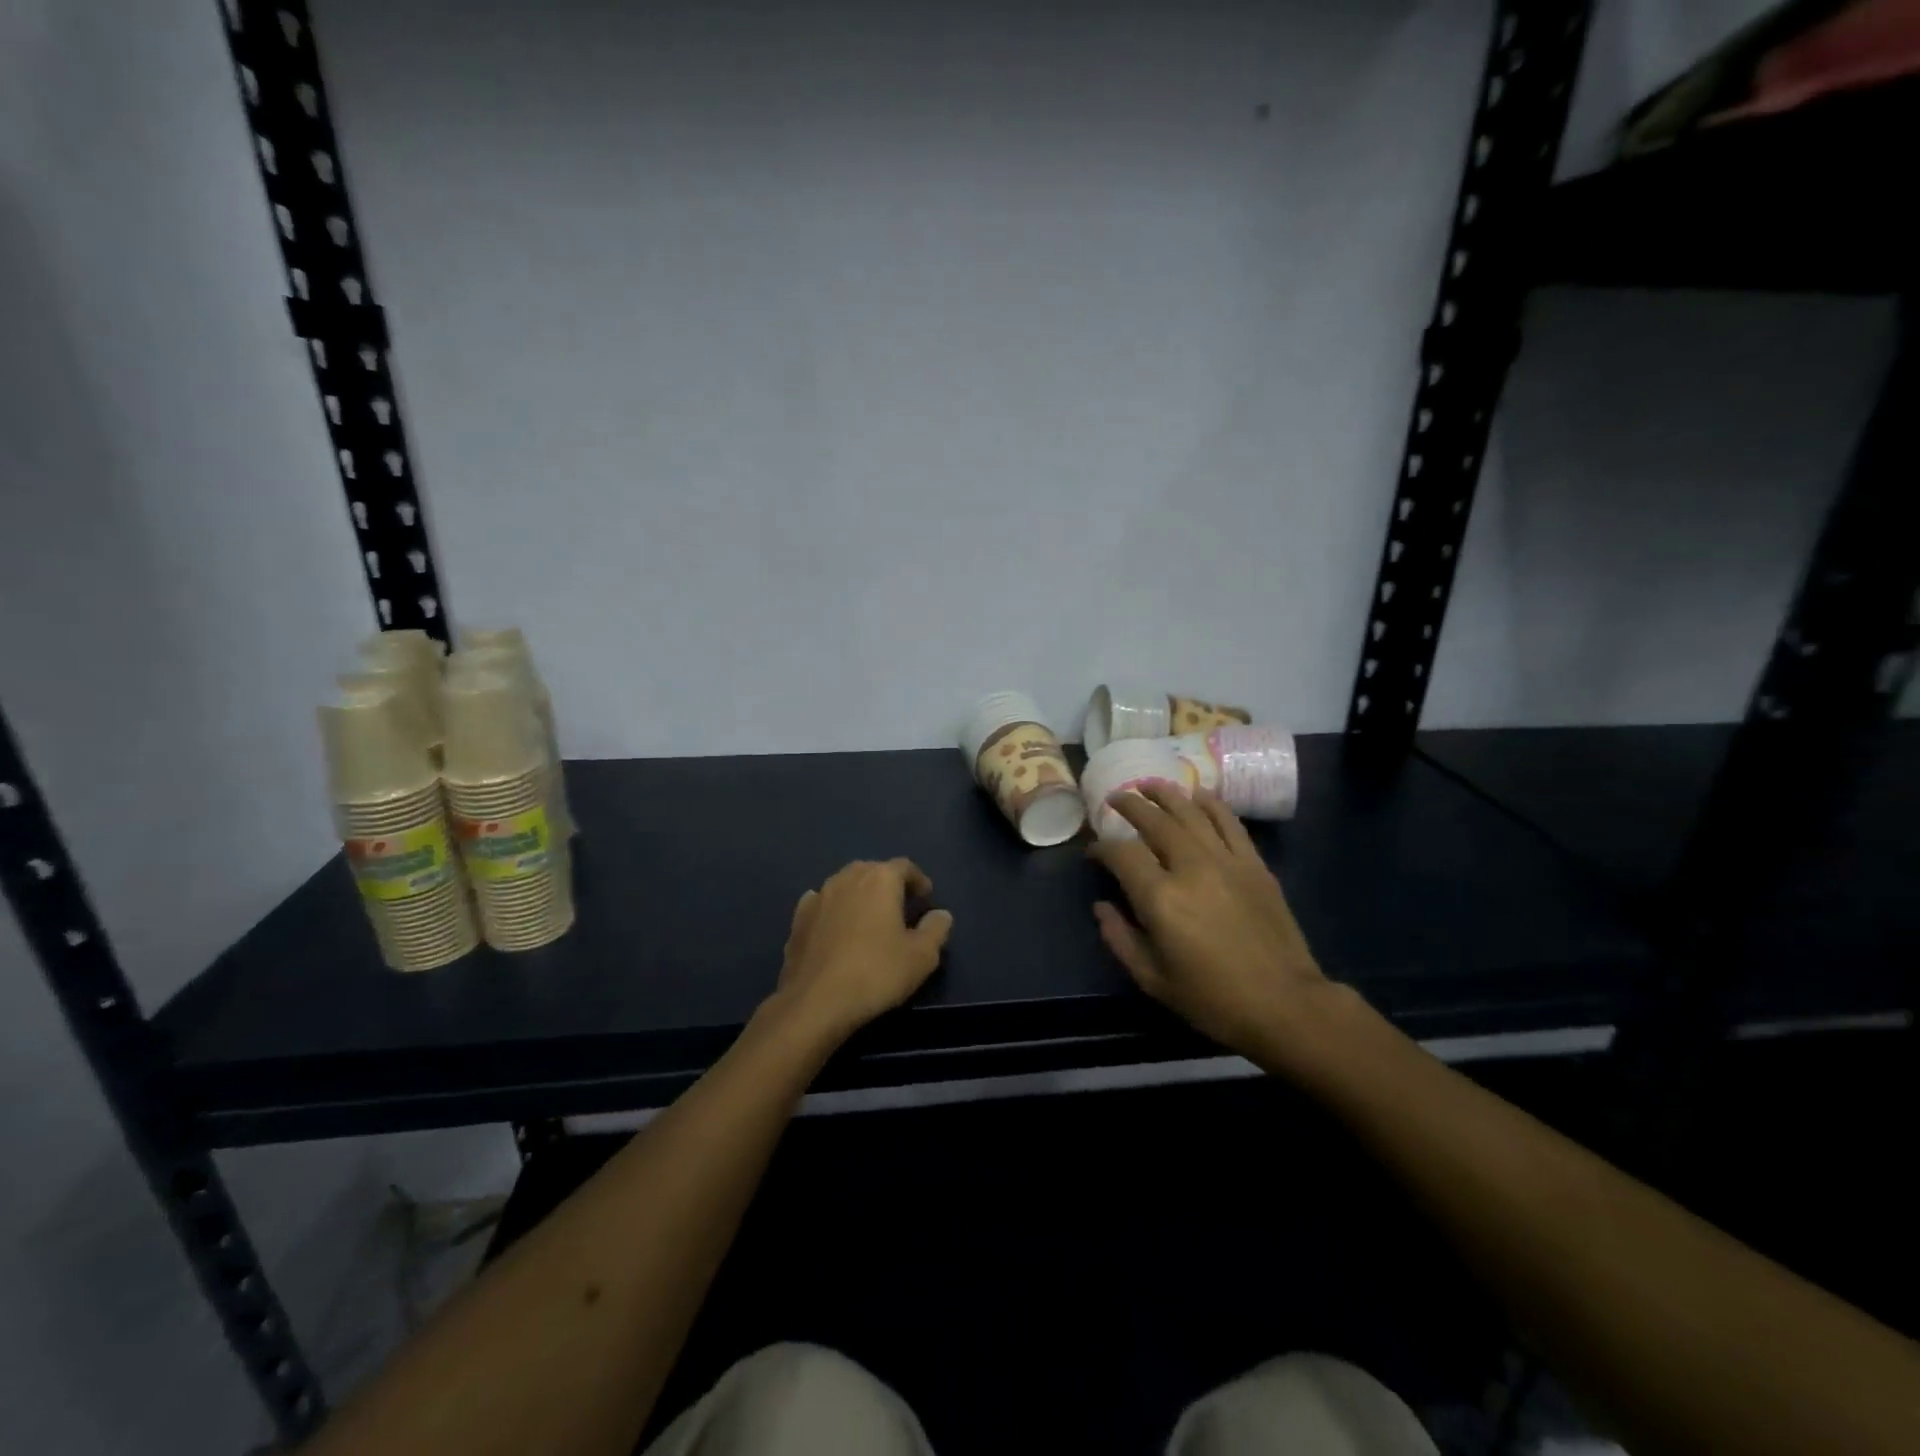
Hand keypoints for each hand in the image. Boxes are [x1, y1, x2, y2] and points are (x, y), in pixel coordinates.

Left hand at [769, 859, 953, 1044]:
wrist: (815, 1001)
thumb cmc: (876, 973)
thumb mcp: (921, 957)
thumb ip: (936, 930)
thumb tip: (941, 914)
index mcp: (880, 879)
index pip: (905, 867)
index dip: (918, 880)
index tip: (926, 899)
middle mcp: (847, 878)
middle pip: (873, 870)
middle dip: (888, 884)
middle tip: (900, 907)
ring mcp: (818, 896)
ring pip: (845, 884)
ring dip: (859, 895)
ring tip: (869, 919)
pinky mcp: (798, 918)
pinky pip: (821, 903)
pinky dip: (833, 909)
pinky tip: (836, 927)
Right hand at [1091, 785, 1337, 1067]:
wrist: (1285, 1005)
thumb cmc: (1213, 999)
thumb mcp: (1152, 980)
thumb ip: (1120, 938)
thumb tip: (1101, 908)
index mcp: (1160, 898)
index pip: (1122, 854)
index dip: (1102, 848)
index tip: (1093, 853)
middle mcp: (1191, 868)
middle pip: (1154, 821)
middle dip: (1130, 806)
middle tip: (1115, 799)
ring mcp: (1226, 861)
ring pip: (1191, 812)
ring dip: (1166, 794)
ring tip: (1148, 784)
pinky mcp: (1254, 865)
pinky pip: (1229, 823)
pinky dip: (1211, 804)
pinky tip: (1198, 795)